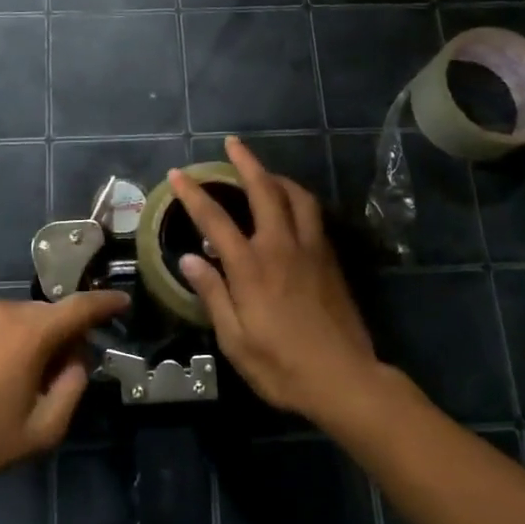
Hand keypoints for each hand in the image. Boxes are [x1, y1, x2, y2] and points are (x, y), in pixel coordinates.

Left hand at [0, 290, 125, 495]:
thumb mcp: (42, 430)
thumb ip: (73, 388)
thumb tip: (77, 358)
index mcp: (30, 334)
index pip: (79, 307)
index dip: (105, 303)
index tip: (122, 302)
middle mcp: (3, 310)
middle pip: (47, 314)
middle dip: (60, 334)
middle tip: (58, 370)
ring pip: (17, 316)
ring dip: (27, 336)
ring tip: (15, 375)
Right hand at [168, 138, 380, 423]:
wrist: (346, 379)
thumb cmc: (282, 366)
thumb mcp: (235, 341)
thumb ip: (213, 295)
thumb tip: (189, 259)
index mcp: (252, 268)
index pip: (215, 220)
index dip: (193, 194)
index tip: (178, 174)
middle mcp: (281, 247)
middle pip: (264, 191)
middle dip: (245, 163)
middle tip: (232, 144)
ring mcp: (311, 250)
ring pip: (296, 196)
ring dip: (277, 177)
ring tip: (263, 172)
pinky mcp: (330, 260)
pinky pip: (313, 214)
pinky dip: (297, 198)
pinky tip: (290, 206)